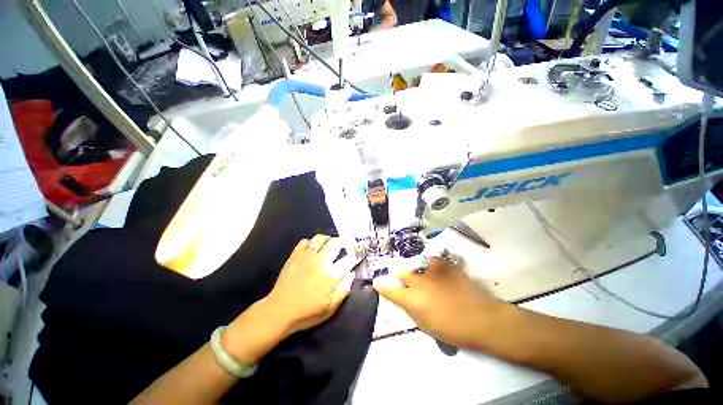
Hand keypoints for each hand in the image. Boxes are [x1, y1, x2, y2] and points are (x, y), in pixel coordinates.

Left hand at [264, 234, 358, 334]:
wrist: (279, 311)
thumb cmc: (307, 313)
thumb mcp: (330, 308)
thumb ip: (343, 290)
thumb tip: (351, 274)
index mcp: (331, 275)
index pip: (348, 259)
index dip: (354, 256)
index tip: (355, 257)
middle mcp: (320, 261)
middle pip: (336, 243)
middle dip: (342, 243)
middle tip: (342, 248)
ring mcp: (306, 256)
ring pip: (320, 238)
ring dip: (327, 239)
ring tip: (328, 245)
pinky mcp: (294, 255)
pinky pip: (305, 241)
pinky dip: (311, 243)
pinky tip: (311, 250)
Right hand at [373, 257, 502, 348]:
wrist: (482, 319)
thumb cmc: (452, 329)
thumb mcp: (425, 324)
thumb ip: (409, 307)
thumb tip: (401, 296)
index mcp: (412, 299)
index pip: (390, 289)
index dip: (382, 285)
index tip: (377, 282)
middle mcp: (419, 281)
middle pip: (401, 273)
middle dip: (400, 277)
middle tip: (406, 283)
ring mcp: (432, 271)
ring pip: (416, 266)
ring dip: (417, 273)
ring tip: (427, 280)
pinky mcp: (445, 265)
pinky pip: (433, 262)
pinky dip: (433, 268)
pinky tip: (438, 274)